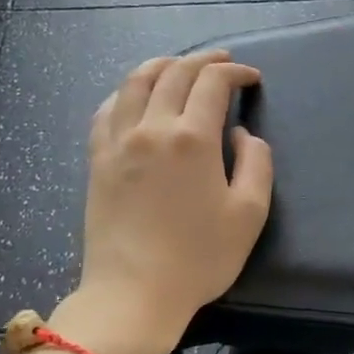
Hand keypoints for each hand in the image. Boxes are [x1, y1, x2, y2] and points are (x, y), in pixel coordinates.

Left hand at [66, 51, 273, 353]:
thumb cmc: (199, 258)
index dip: (234, 72)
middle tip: (222, 61)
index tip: (251, 78)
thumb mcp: (249, 214)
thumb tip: (240, 135)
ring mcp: (117, 142)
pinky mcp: (97, 160)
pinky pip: (107, 110)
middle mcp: (151, 128)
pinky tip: (134, 97)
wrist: (134, 293)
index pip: (212, 83)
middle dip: (202, 60)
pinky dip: (125, 92)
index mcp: (192, 138)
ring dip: (161, 65)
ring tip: (178, 65)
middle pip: (173, 73)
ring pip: (135, 82)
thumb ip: (256, 163)